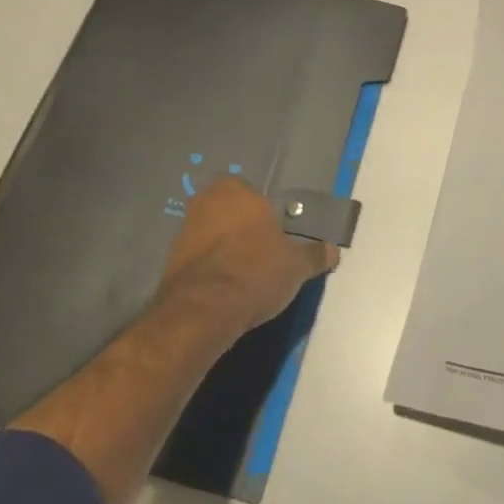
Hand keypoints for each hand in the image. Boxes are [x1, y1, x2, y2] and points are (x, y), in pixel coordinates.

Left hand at [157, 178, 338, 339]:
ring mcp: (184, 230)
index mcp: (237, 191)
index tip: (274, 234)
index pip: (253, 192)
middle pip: (230, 211)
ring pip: (211, 233)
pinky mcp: (170, 260)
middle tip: (261, 253)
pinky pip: (197, 257)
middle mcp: (207, 201)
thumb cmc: (255, 273)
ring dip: (223, 248)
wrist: (202, 312)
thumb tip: (333, 250)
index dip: (264, 214)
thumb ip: (314, 254)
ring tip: (243, 274)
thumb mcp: (296, 266)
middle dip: (242, 228)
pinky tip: (223, 288)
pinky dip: (209, 267)